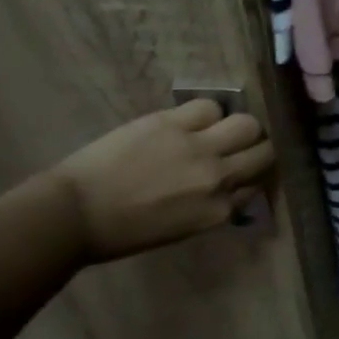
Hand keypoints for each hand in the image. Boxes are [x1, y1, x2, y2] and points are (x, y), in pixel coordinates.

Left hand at [47, 99, 274, 262]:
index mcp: (218, 212)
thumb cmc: (123, 232)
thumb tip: (229, 188)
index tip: (244, 174)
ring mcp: (197, 147)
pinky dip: (206, 113)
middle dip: (257, 149)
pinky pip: (209, 106)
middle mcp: (218, 178)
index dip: (252, 177)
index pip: (257, 186)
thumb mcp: (181, 229)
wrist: (74, 213)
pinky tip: (192, 120)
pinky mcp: (172, 123)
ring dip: (239, 127)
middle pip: (264, 152)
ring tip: (221, 129)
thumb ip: (212, 206)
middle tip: (242, 147)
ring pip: (247, 124)